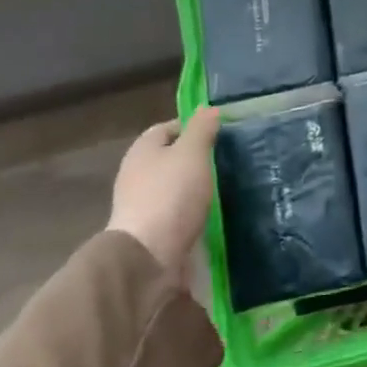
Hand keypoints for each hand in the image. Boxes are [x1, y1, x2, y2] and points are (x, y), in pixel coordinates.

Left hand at [108, 107, 220, 273]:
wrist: (149, 257)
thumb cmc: (171, 195)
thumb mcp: (192, 152)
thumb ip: (201, 128)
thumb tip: (208, 108)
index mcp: (142, 150)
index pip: (169, 127)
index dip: (195, 127)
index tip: (222, 134)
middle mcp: (137, 174)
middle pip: (172, 158)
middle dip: (198, 158)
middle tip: (229, 160)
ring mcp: (143, 205)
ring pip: (176, 186)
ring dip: (197, 187)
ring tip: (228, 187)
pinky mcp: (153, 231)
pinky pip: (178, 212)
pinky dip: (194, 211)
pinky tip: (215, 214)